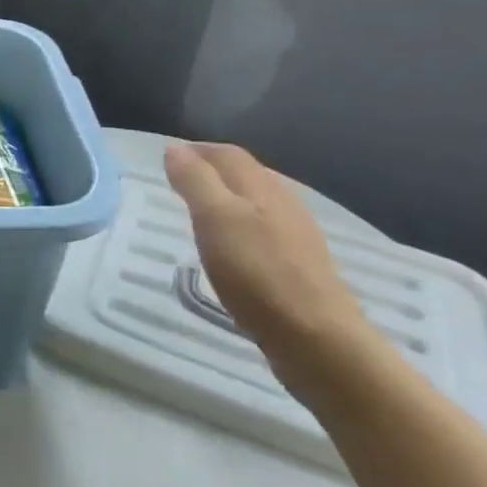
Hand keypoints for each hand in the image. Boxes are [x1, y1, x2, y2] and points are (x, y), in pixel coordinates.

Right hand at [163, 140, 377, 397]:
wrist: (316, 338)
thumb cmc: (257, 272)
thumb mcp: (215, 219)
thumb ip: (195, 181)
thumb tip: (175, 149)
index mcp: (261, 187)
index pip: (228, 155)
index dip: (198, 151)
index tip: (170, 156)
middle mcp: (283, 203)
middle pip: (246, 175)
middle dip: (214, 170)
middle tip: (181, 180)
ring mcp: (295, 236)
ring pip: (258, 202)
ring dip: (229, 198)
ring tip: (201, 211)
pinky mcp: (299, 266)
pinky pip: (265, 230)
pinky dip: (242, 226)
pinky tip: (232, 247)